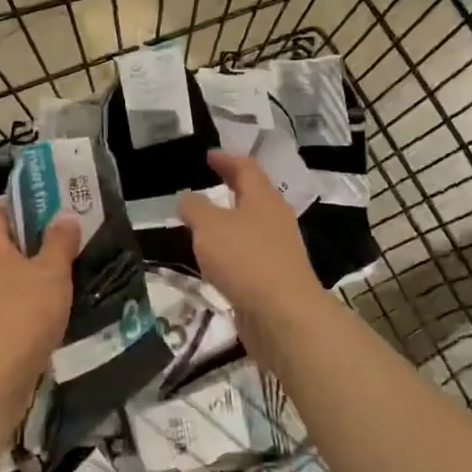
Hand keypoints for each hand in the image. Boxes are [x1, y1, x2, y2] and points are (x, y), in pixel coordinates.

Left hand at [0, 201, 79, 421]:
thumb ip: (59, 242)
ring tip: (71, 264)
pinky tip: (59, 303)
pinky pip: (14, 300)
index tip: (48, 199)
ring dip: (37, 268)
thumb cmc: (21, 316)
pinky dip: (34, 297)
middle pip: (5, 241)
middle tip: (70, 230)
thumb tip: (64, 214)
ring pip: (12, 273)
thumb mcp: (50, 273)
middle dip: (35, 235)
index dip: (17, 200)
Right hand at [179, 149, 324, 357]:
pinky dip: (232, 249)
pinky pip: (250, 253)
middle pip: (254, 194)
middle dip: (231, 187)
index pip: (246, 168)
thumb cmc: (246, 260)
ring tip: (206, 222)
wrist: (284, 316)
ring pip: (252, 225)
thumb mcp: (209, 227)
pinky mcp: (275, 277)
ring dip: (231, 220)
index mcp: (263, 198)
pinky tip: (217, 260)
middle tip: (208, 182)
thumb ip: (195, 208)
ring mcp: (279, 249)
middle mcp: (275, 218)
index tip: (209, 155)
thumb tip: (187, 197)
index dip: (226, 159)